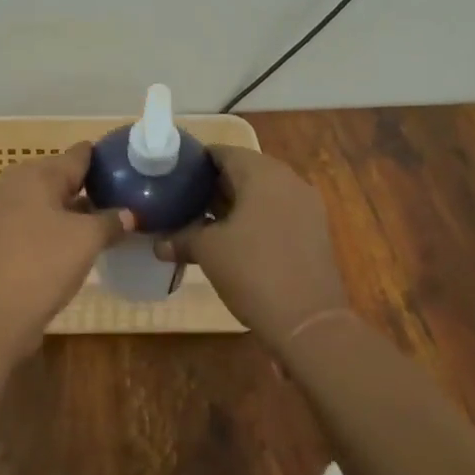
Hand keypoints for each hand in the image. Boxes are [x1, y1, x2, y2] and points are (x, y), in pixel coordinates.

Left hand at [0, 142, 133, 359]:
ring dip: (71, 210)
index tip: (128, 165)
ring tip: (103, 221)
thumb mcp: (87, 240)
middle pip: (58, 177)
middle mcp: (12, 185)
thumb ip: (111, 221)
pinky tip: (73, 244)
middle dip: (88, 186)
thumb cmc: (42, 264)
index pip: (77, 155)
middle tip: (121, 196)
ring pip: (44, 202)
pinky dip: (53, 228)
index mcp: (34, 174)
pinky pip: (31, 223)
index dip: (103, 159)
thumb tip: (128, 214)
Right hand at [154, 146, 347, 338]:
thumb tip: (159, 243)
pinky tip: (233, 241)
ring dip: (234, 204)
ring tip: (203, 223)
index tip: (173, 177)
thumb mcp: (208, 251)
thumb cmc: (253, 271)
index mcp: (262, 173)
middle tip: (184, 202)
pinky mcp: (315, 232)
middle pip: (244, 171)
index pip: (223, 152)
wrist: (308, 322)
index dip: (195, 162)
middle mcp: (289, 180)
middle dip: (214, 185)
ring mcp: (307, 206)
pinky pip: (278, 213)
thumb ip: (182, 238)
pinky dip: (255, 219)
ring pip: (263, 193)